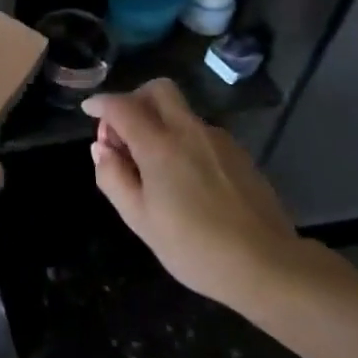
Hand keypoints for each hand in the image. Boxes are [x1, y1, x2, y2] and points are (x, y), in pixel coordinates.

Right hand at [83, 79, 302, 305]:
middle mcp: (189, 131)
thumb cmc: (194, 247)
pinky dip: (183, 140)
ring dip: (160, 122)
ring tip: (154, 164)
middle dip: (135, 99)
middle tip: (124, 131)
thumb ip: (113, 178)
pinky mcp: (240, 155)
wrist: (269, 267)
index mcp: (159, 145)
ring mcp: (219, 140)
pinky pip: (201, 133)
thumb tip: (101, 148)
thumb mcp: (140, 220)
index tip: (89, 110)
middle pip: (159, 90)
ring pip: (181, 112)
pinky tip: (185, 177)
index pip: (121, 106)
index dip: (100, 103)